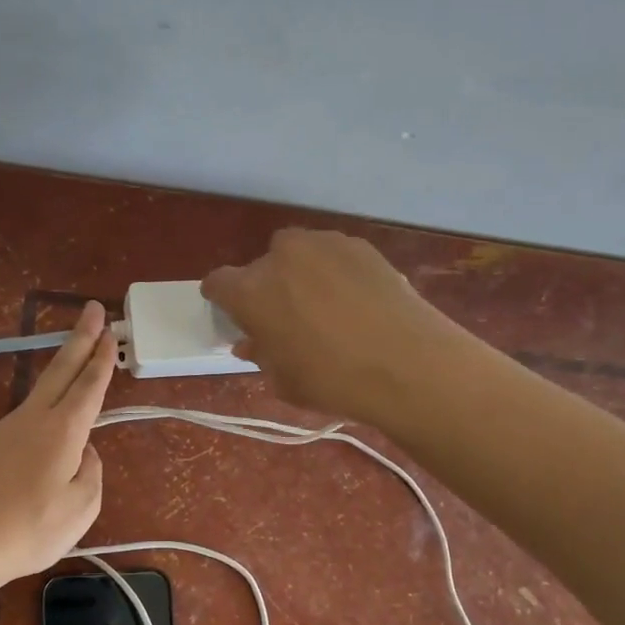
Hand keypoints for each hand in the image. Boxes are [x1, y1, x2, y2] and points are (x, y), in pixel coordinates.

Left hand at [0, 301, 115, 587]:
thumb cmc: (30, 528)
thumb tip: (83, 454)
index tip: (110, 331)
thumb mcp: (82, 508)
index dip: (102, 359)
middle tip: (92, 309)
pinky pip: (25, 419)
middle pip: (60, 370)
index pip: (88, 386)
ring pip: (40, 391)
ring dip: (61, 369)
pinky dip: (44, 406)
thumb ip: (91, 474)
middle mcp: (33, 420)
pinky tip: (48, 426)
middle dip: (79, 338)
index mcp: (62, 431)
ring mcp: (5, 430)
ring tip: (76, 359)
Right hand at [203, 229, 456, 422]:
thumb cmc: (332, 380)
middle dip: (266, 288)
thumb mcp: (284, 380)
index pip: (218, 283)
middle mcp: (281, 257)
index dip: (222, 299)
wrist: (407, 363)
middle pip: (261, 267)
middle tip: (284, 318)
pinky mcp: (360, 245)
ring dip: (300, 274)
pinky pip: (333, 255)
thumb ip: (261, 355)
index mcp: (250, 291)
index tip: (233, 314)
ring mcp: (323, 244)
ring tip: (322, 307)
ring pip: (298, 254)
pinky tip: (353, 301)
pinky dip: (334, 272)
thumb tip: (252, 342)